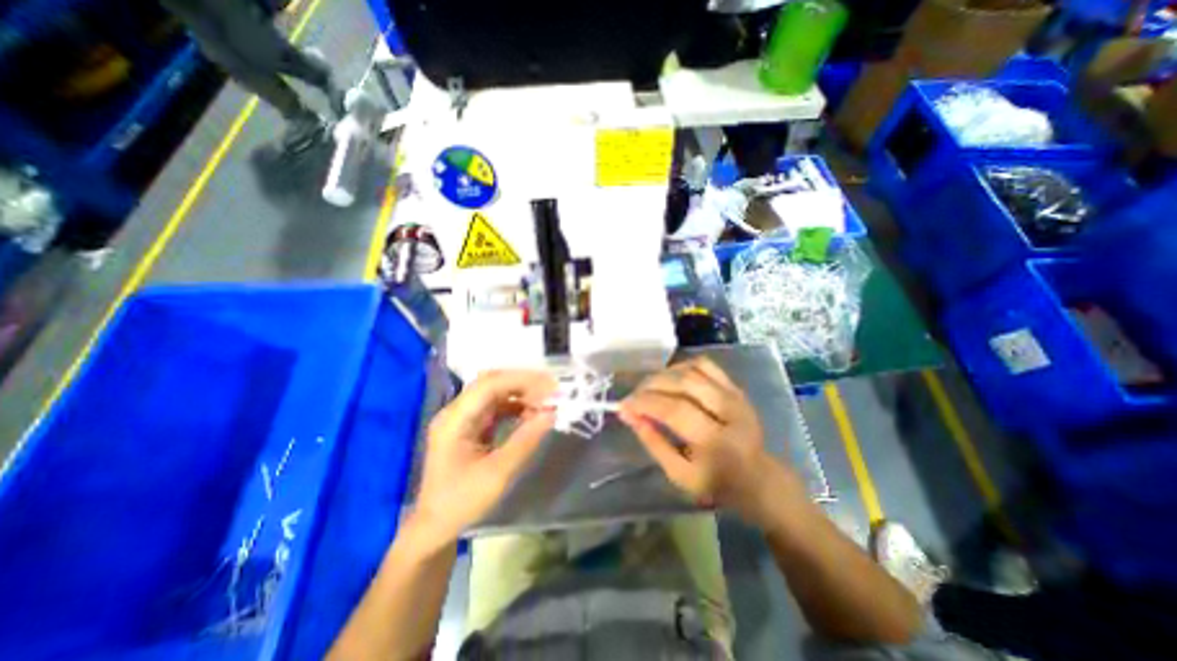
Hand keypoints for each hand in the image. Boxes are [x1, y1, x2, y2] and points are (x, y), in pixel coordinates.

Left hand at [411, 372, 556, 547]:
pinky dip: (516, 407)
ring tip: (546, 402)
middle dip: (524, 383)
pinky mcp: (470, 426)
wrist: (435, 528)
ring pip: (495, 393)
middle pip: (492, 383)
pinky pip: (496, 407)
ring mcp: (462, 418)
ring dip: (521, 394)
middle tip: (552, 390)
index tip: (550, 387)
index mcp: (455, 419)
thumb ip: (526, 440)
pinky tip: (532, 413)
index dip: (522, 381)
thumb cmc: (462, 502)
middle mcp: (456, 411)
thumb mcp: (498, 474)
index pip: (489, 384)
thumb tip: (552, 413)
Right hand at [617, 355, 789, 525]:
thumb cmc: (716, 482)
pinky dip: (681, 366)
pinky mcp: (735, 386)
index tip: (623, 405)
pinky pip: (705, 364)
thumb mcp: (680, 475)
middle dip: (650, 386)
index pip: (675, 410)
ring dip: (664, 374)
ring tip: (648, 387)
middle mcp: (730, 411)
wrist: (758, 476)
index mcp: (718, 441)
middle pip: (684, 383)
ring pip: (693, 369)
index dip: (644, 403)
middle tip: (633, 396)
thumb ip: (654, 443)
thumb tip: (630, 415)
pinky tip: (669, 377)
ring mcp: (735, 395)